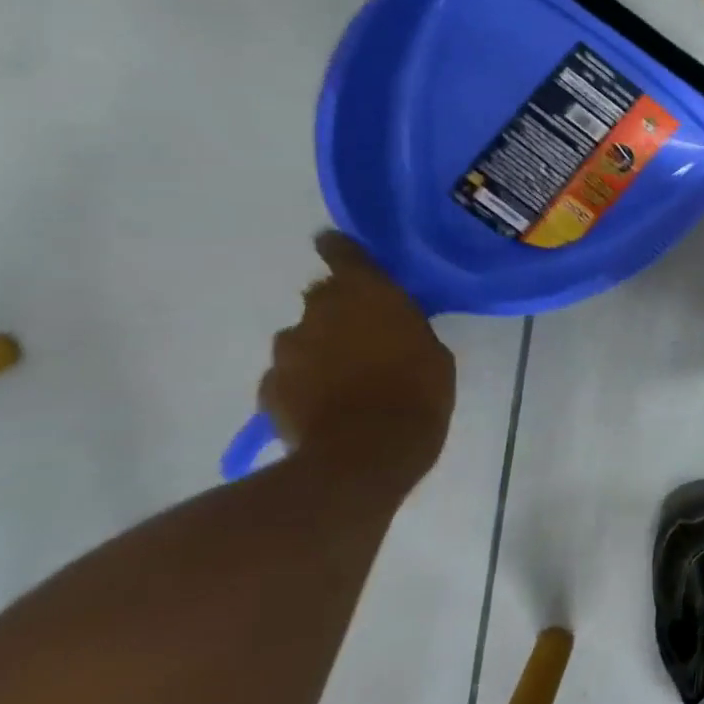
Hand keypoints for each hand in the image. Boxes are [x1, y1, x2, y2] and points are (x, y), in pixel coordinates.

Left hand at [258, 231, 455, 477]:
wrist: (363, 456)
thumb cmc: (417, 395)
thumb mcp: (434, 354)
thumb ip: (406, 329)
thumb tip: (389, 327)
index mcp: (367, 294)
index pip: (343, 253)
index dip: (340, 249)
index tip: (336, 246)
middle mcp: (319, 312)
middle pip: (322, 297)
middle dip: (340, 311)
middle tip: (365, 335)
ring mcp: (288, 350)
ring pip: (304, 339)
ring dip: (321, 349)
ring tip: (346, 378)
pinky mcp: (269, 388)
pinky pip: (289, 376)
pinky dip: (304, 383)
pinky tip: (326, 405)